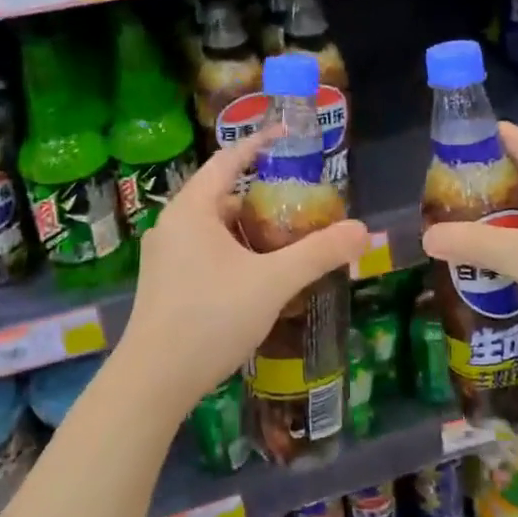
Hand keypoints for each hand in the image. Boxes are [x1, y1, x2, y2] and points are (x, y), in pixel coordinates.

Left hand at [115, 136, 369, 418]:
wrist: (154, 380)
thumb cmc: (211, 317)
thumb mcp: (273, 282)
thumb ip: (319, 253)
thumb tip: (364, 230)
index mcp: (192, 209)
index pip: (228, 159)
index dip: (260, 143)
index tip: (289, 136)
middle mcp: (172, 224)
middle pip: (222, 194)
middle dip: (260, 195)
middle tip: (298, 203)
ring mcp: (163, 255)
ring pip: (212, 227)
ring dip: (246, 228)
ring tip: (283, 241)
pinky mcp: (163, 283)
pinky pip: (203, 251)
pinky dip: (232, 251)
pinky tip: (254, 277)